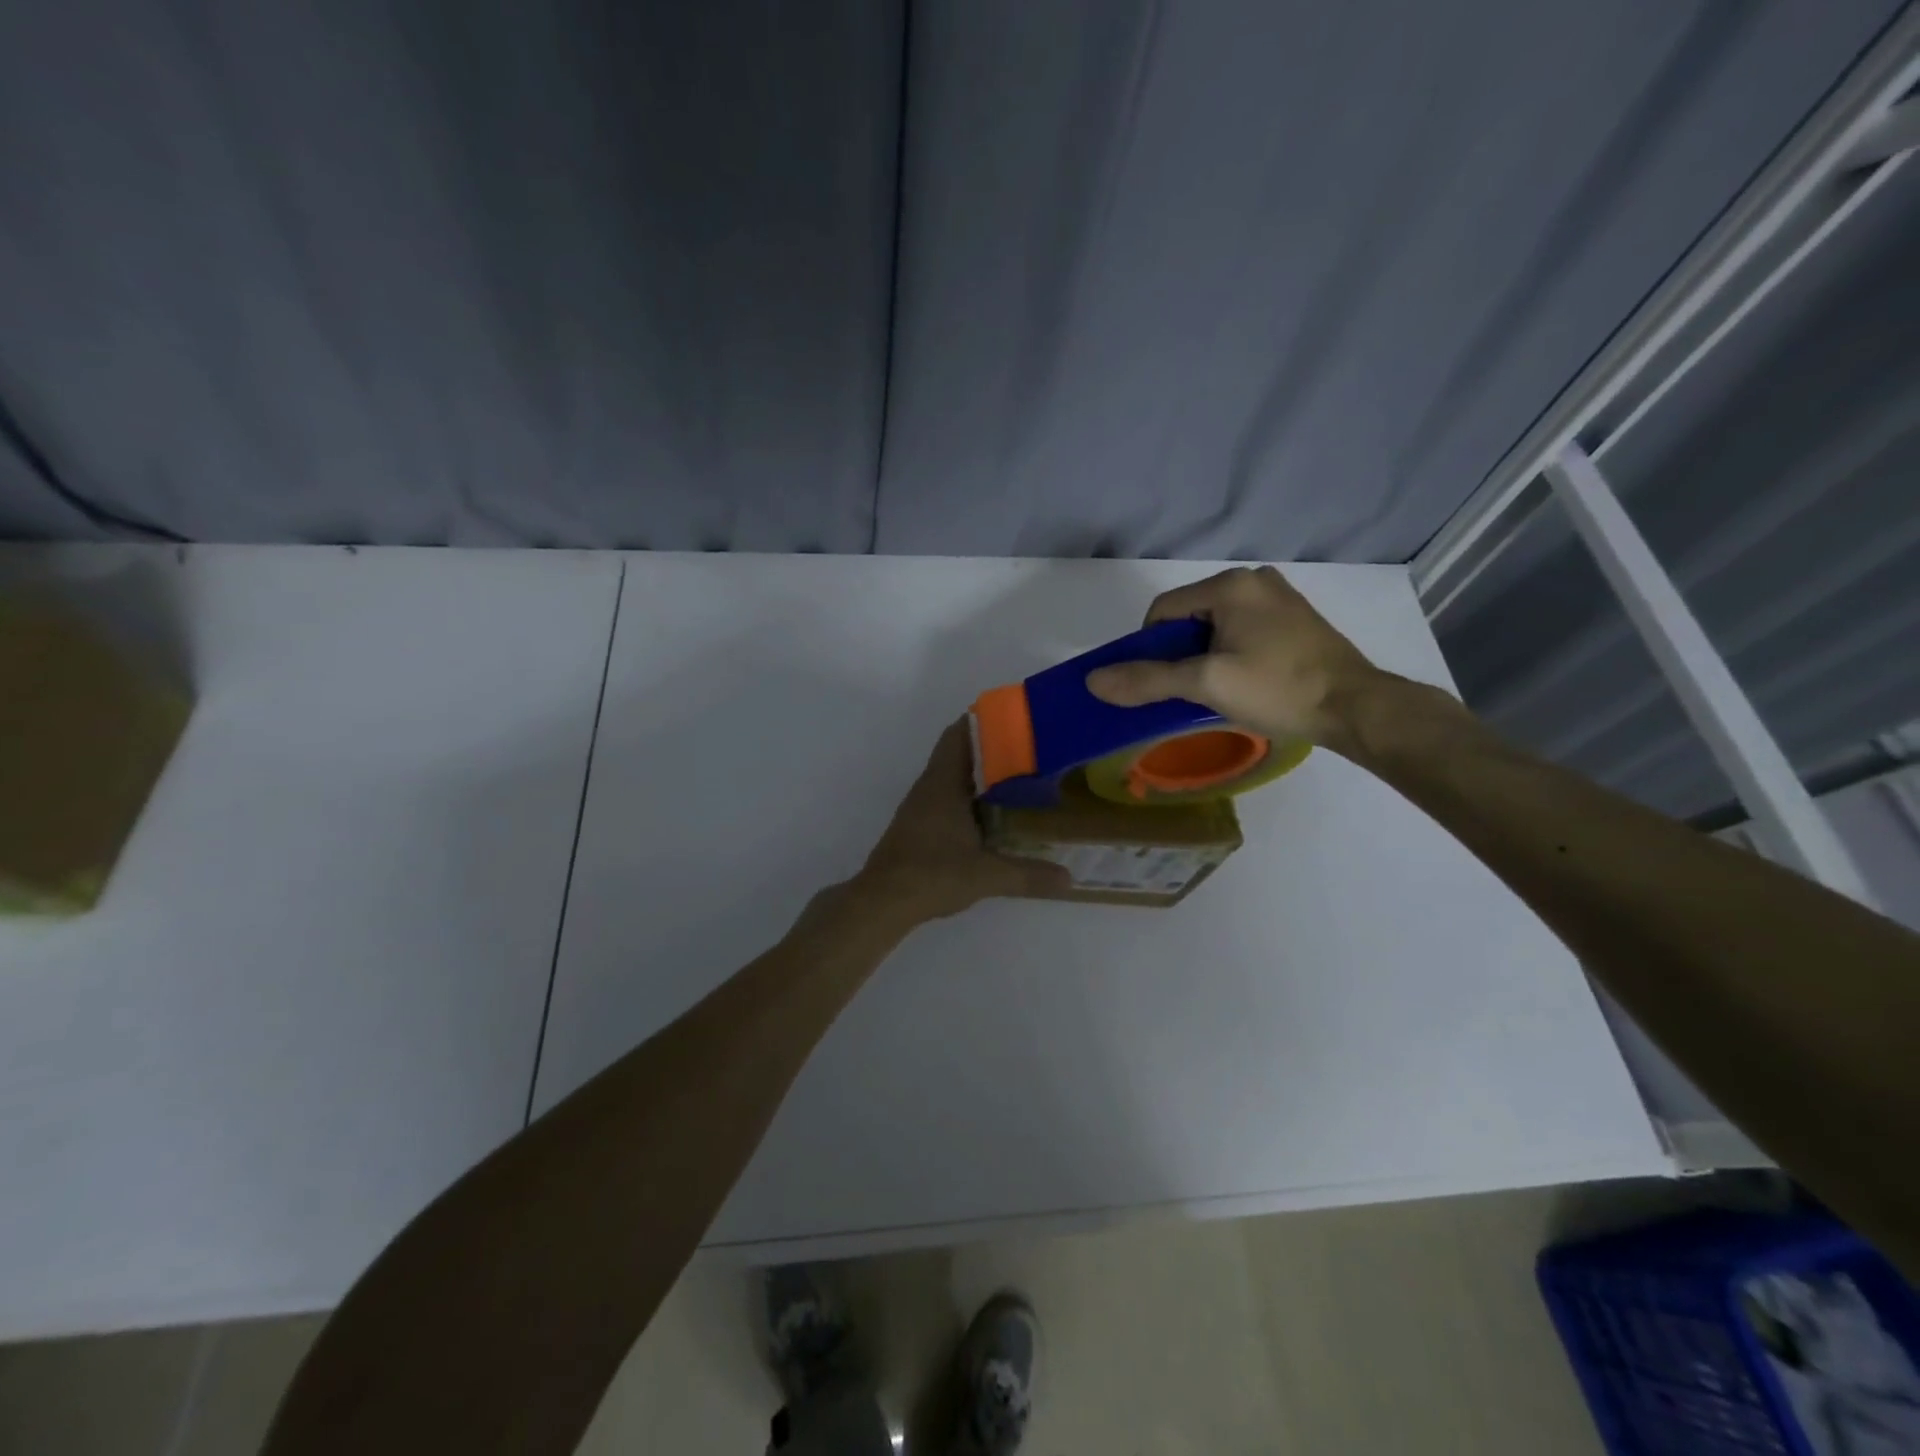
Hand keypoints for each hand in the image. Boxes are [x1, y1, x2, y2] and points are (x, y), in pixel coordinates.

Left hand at [849, 720, 1070, 922]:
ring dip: (978, 773)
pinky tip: (989, 813)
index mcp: (942, 782)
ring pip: (951, 776)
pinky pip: (945, 797)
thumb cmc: (933, 874)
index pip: (959, 734)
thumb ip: (1029, 874)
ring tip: (1016, 777)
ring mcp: (919, 806)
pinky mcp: (916, 826)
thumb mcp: (988, 875)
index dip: (983, 721)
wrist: (883, 901)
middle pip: (958, 752)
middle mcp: (929, 786)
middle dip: (990, 748)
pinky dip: (967, 796)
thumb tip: (1069, 879)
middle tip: (1028, 750)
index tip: (1015, 719)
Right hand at [1084, 566, 1384, 746]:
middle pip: (1189, 616)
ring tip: (1214, 690)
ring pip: (1216, 625)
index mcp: (1230, 585)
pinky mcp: (1295, 618)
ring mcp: (1279, 598)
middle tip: (1186, 690)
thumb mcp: (1206, 684)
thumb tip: (1093, 681)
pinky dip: (1230, 652)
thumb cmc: (1278, 689)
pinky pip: (1242, 629)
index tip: (1158, 683)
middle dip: (1178, 652)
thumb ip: (1148, 679)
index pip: (1163, 611)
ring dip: (1203, 655)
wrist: (1355, 708)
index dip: (1149, 648)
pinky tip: (1242, 681)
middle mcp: (1254, 580)